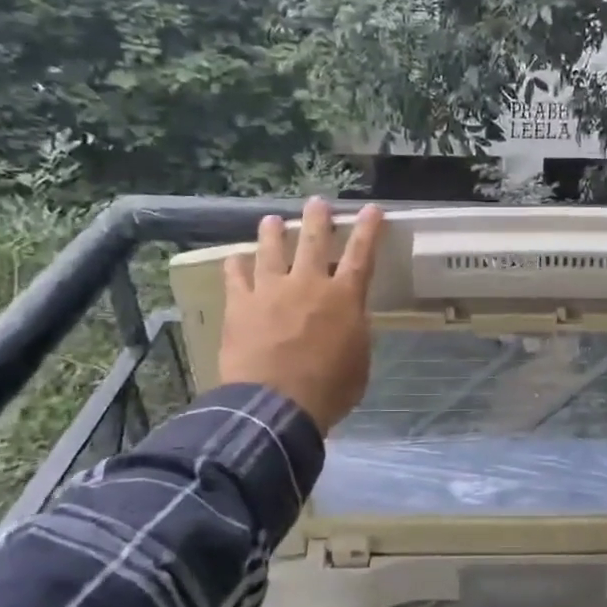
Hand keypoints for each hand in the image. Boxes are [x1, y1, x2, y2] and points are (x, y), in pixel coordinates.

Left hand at [220, 199, 383, 433]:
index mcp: (344, 298)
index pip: (362, 255)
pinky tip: (235, 258)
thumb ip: (355, 335)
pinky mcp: (240, 305)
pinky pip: (236, 277)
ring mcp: (271, 291)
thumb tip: (350, 322)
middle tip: (317, 202)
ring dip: (273, 232)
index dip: (369, 230)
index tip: (372, 209)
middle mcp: (308, 284)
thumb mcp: (358, 362)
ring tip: (271, 220)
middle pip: (314, 240)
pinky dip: (236, 266)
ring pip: (272, 250)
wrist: (275, 405)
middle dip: (318, 218)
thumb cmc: (328, 390)